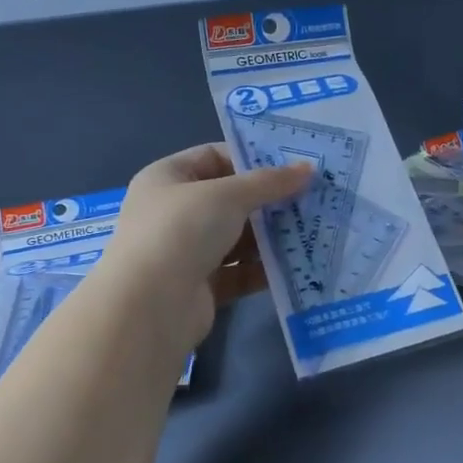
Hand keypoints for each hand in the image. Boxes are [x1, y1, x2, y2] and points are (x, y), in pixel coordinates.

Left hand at [100, 144, 311, 345]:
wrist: (150, 305)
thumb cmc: (182, 231)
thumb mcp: (228, 196)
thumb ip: (269, 182)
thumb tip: (308, 169)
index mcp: (167, 178)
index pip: (214, 157)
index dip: (252, 159)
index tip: (292, 166)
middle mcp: (174, 212)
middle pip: (229, 199)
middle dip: (269, 200)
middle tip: (312, 198)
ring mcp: (186, 251)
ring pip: (237, 237)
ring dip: (271, 235)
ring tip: (312, 229)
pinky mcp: (202, 286)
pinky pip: (239, 271)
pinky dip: (264, 268)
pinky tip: (297, 264)